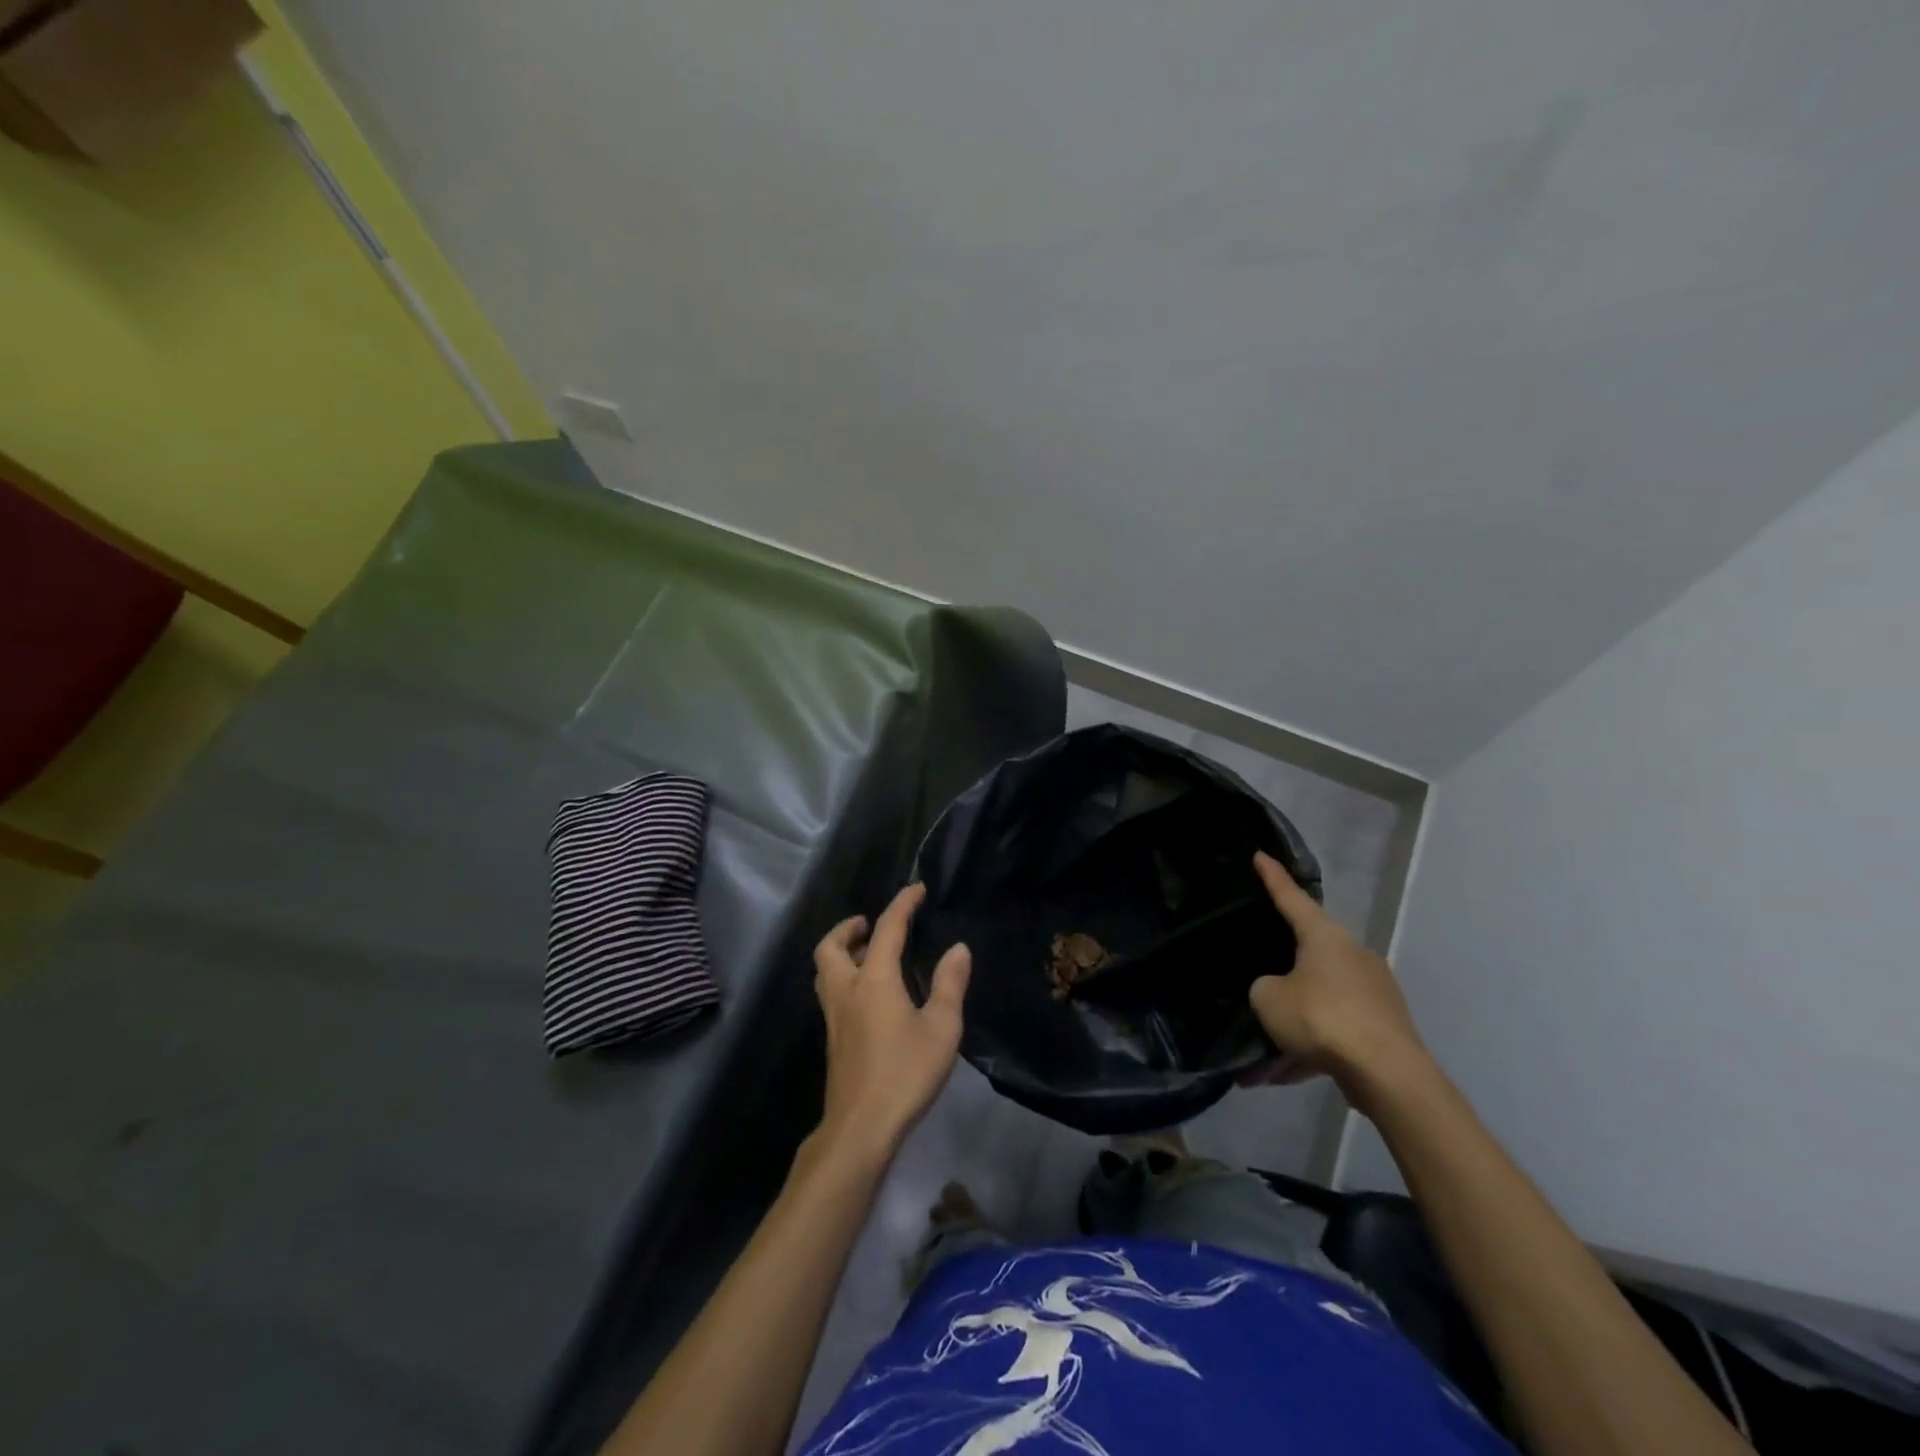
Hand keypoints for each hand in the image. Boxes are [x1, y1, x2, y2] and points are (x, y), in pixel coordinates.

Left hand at [813, 883, 970, 1161]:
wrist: (861, 1127)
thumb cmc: (905, 1072)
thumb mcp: (941, 1028)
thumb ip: (950, 984)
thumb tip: (957, 948)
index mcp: (874, 980)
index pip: (887, 929)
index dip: (902, 905)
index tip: (916, 890)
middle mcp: (847, 990)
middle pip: (832, 946)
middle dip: (849, 928)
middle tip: (870, 924)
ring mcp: (834, 1016)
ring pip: (825, 969)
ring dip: (842, 951)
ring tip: (870, 954)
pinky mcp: (833, 1038)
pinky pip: (831, 991)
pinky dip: (844, 976)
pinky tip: (870, 994)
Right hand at [1247, 851, 1432, 1112]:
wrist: (1388, 1075)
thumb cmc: (1322, 1018)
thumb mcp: (1269, 999)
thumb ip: (1264, 988)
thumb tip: (1278, 993)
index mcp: (1325, 936)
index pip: (1292, 897)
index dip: (1272, 877)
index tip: (1260, 855)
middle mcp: (1352, 955)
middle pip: (1306, 956)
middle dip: (1279, 977)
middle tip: (1256, 987)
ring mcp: (1372, 993)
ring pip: (1318, 1002)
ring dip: (1290, 1026)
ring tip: (1258, 1060)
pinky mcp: (1383, 1028)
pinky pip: (1334, 1032)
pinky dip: (1308, 1050)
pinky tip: (1278, 1078)